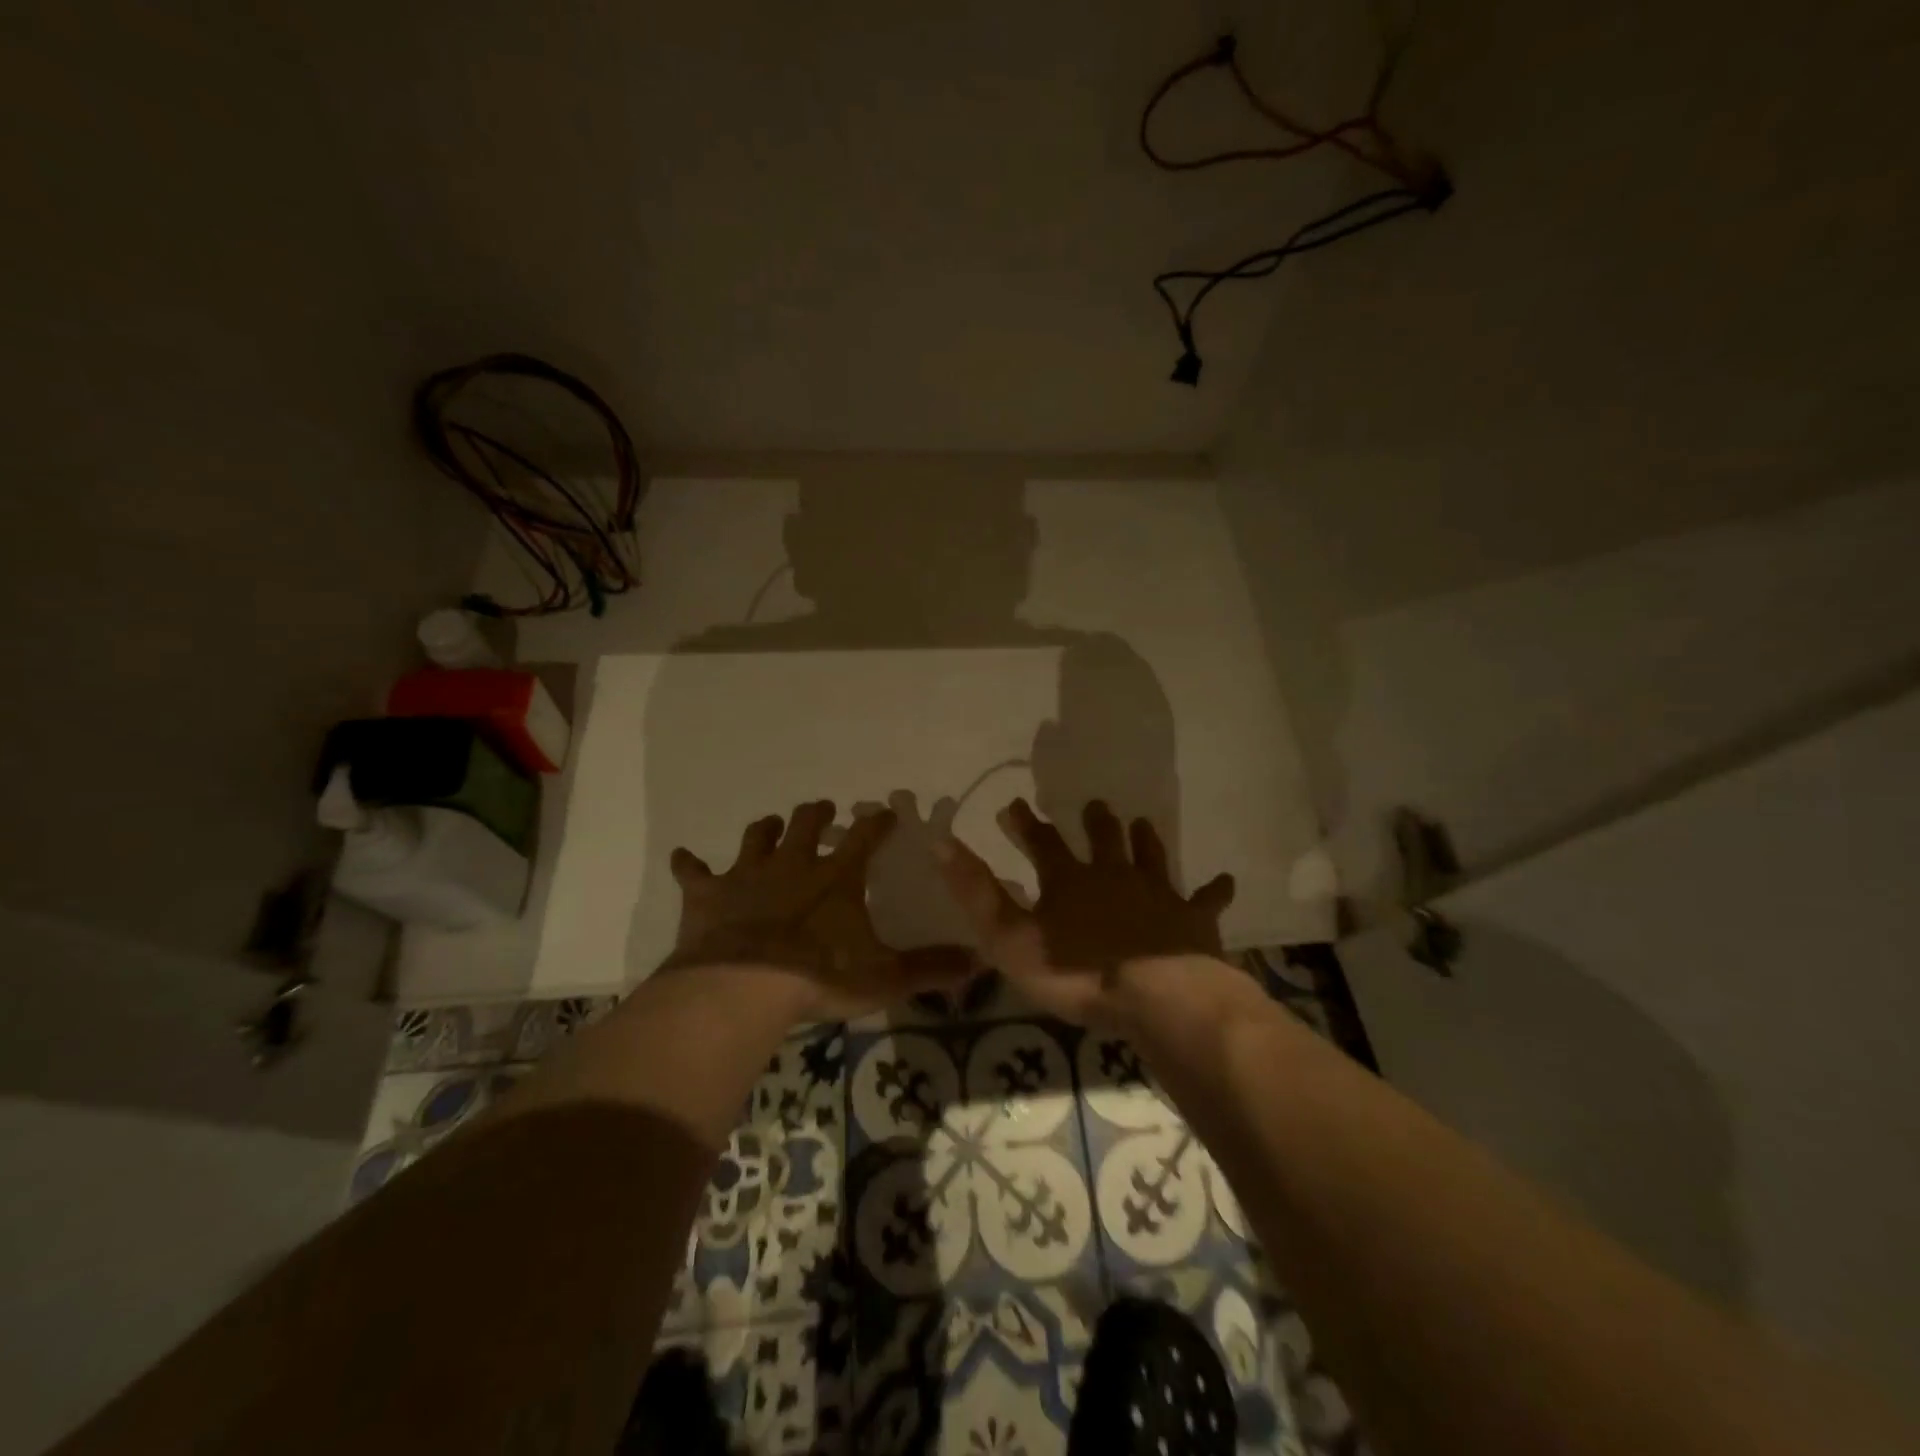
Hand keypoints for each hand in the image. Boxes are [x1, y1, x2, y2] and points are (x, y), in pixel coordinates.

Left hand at [663, 800, 971, 1020]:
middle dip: (817, 813)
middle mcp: (793, 864)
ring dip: (765, 830)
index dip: (878, 822)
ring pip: (757, 837)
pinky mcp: (708, 894)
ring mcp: (747, 875)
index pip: (865, 837)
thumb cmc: (818, 977)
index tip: (887, 810)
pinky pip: (693, 872)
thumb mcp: (884, 977)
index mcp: (836, 877)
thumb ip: (930, 968)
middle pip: (806, 823)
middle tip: (824, 807)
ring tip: (771, 826)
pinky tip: (684, 858)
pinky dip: (689, 865)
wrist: (742, 986)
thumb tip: (979, 962)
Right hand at [935, 797, 1236, 1026]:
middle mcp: (1114, 875)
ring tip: (1141, 823)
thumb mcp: (1010, 936)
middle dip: (1095, 822)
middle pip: (1103, 839)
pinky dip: (1214, 890)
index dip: (1025, 824)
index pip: (1041, 842)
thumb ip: (976, 892)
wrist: (1157, 996)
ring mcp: (1157, 894)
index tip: (1014, 805)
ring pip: (1150, 857)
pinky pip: (1206, 899)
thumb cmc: (1076, 971)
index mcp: (1069, 880)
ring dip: (1144, 840)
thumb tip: (939, 841)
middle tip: (1095, 805)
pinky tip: (1224, 880)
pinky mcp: (1193, 919)